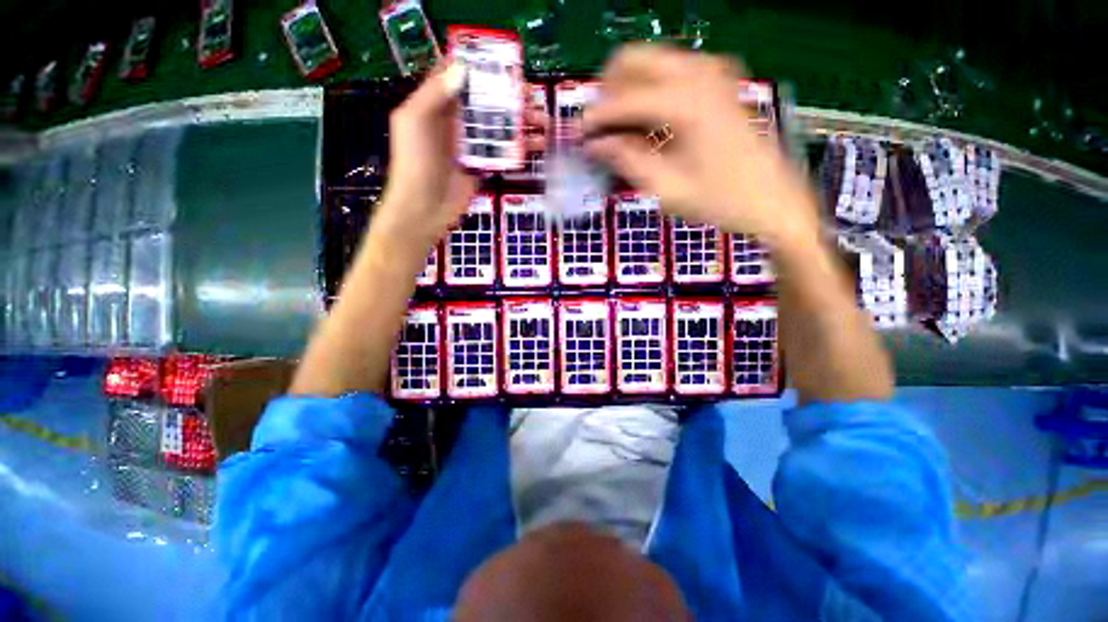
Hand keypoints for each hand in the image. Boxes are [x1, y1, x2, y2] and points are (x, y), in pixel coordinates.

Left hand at [376, 63, 550, 248]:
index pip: (461, 76)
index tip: (506, 63)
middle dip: (511, 96)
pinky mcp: (483, 166)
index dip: (482, 67)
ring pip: (499, 126)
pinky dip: (520, 148)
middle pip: (487, 101)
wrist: (424, 209)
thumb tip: (463, 67)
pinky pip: (503, 153)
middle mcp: (456, 121)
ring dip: (522, 123)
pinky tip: (537, 146)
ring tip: (543, 122)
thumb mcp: (415, 122)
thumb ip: (434, 94)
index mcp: (438, 105)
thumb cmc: (415, 164)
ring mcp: (471, 145)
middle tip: (533, 97)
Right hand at [583, 45, 819, 247]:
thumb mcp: (666, 189)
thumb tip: (597, 144)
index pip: (621, 100)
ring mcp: (711, 72)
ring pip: (650, 62)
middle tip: (601, 131)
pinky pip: (670, 74)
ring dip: (628, 93)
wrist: (772, 199)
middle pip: (632, 59)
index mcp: (684, 102)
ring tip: (622, 133)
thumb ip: (627, 160)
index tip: (579, 138)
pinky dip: (650, 94)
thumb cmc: (720, 200)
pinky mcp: (718, 82)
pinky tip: (648, 127)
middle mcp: (697, 73)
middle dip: (608, 93)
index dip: (595, 120)